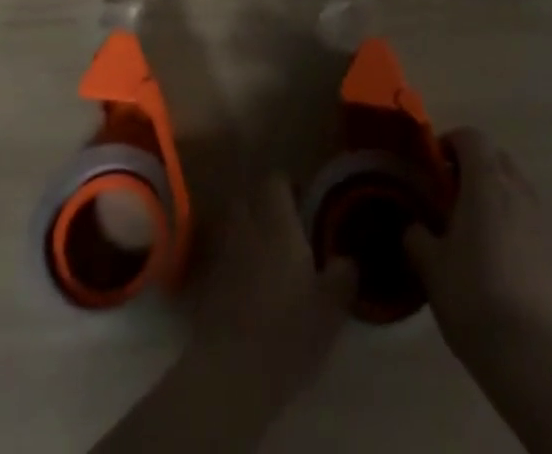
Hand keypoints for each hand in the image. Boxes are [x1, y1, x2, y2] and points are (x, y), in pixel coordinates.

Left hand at [190, 178, 356, 396]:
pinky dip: (231, 259)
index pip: (275, 181)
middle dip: (262, 205)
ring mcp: (221, 252)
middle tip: (283, 227)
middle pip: (248, 197)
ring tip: (263, 254)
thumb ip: (342, 276)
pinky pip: (220, 254)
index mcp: (277, 223)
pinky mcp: (205, 280)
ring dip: (245, 230)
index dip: (287, 186)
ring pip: (231, 224)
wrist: (231, 371)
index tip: (302, 203)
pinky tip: (244, 283)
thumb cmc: (288, 332)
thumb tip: (346, 259)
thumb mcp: (331, 308)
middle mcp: (246, 226)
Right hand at [405, 127, 551, 361]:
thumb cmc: (474, 297)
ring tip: (471, 230)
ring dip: (493, 195)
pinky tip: (495, 260)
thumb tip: (415, 227)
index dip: (449, 142)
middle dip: (472, 166)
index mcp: (486, 182)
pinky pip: (528, 219)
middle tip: (449, 195)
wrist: (535, 356)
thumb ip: (417, 236)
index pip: (471, 137)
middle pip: (496, 158)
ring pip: (515, 188)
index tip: (432, 167)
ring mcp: (542, 221)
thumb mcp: (430, 266)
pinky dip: (511, 223)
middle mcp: (518, 191)